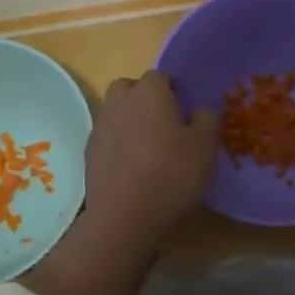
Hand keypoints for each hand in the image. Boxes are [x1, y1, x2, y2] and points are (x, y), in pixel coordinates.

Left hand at [84, 70, 218, 245]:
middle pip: (129, 88)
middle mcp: (120, 102)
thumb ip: (205, 120)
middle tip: (163, 123)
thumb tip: (198, 111)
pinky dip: (118, 145)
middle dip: (143, 98)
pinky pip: (107, 138)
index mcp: (149, 92)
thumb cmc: (172, 174)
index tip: (183, 110)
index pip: (159, 76)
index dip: (172, 90)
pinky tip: (132, 168)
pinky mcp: (89, 153)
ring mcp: (100, 127)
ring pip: (115, 112)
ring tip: (148, 148)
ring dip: (129, 121)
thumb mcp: (205, 146)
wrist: (125, 218)